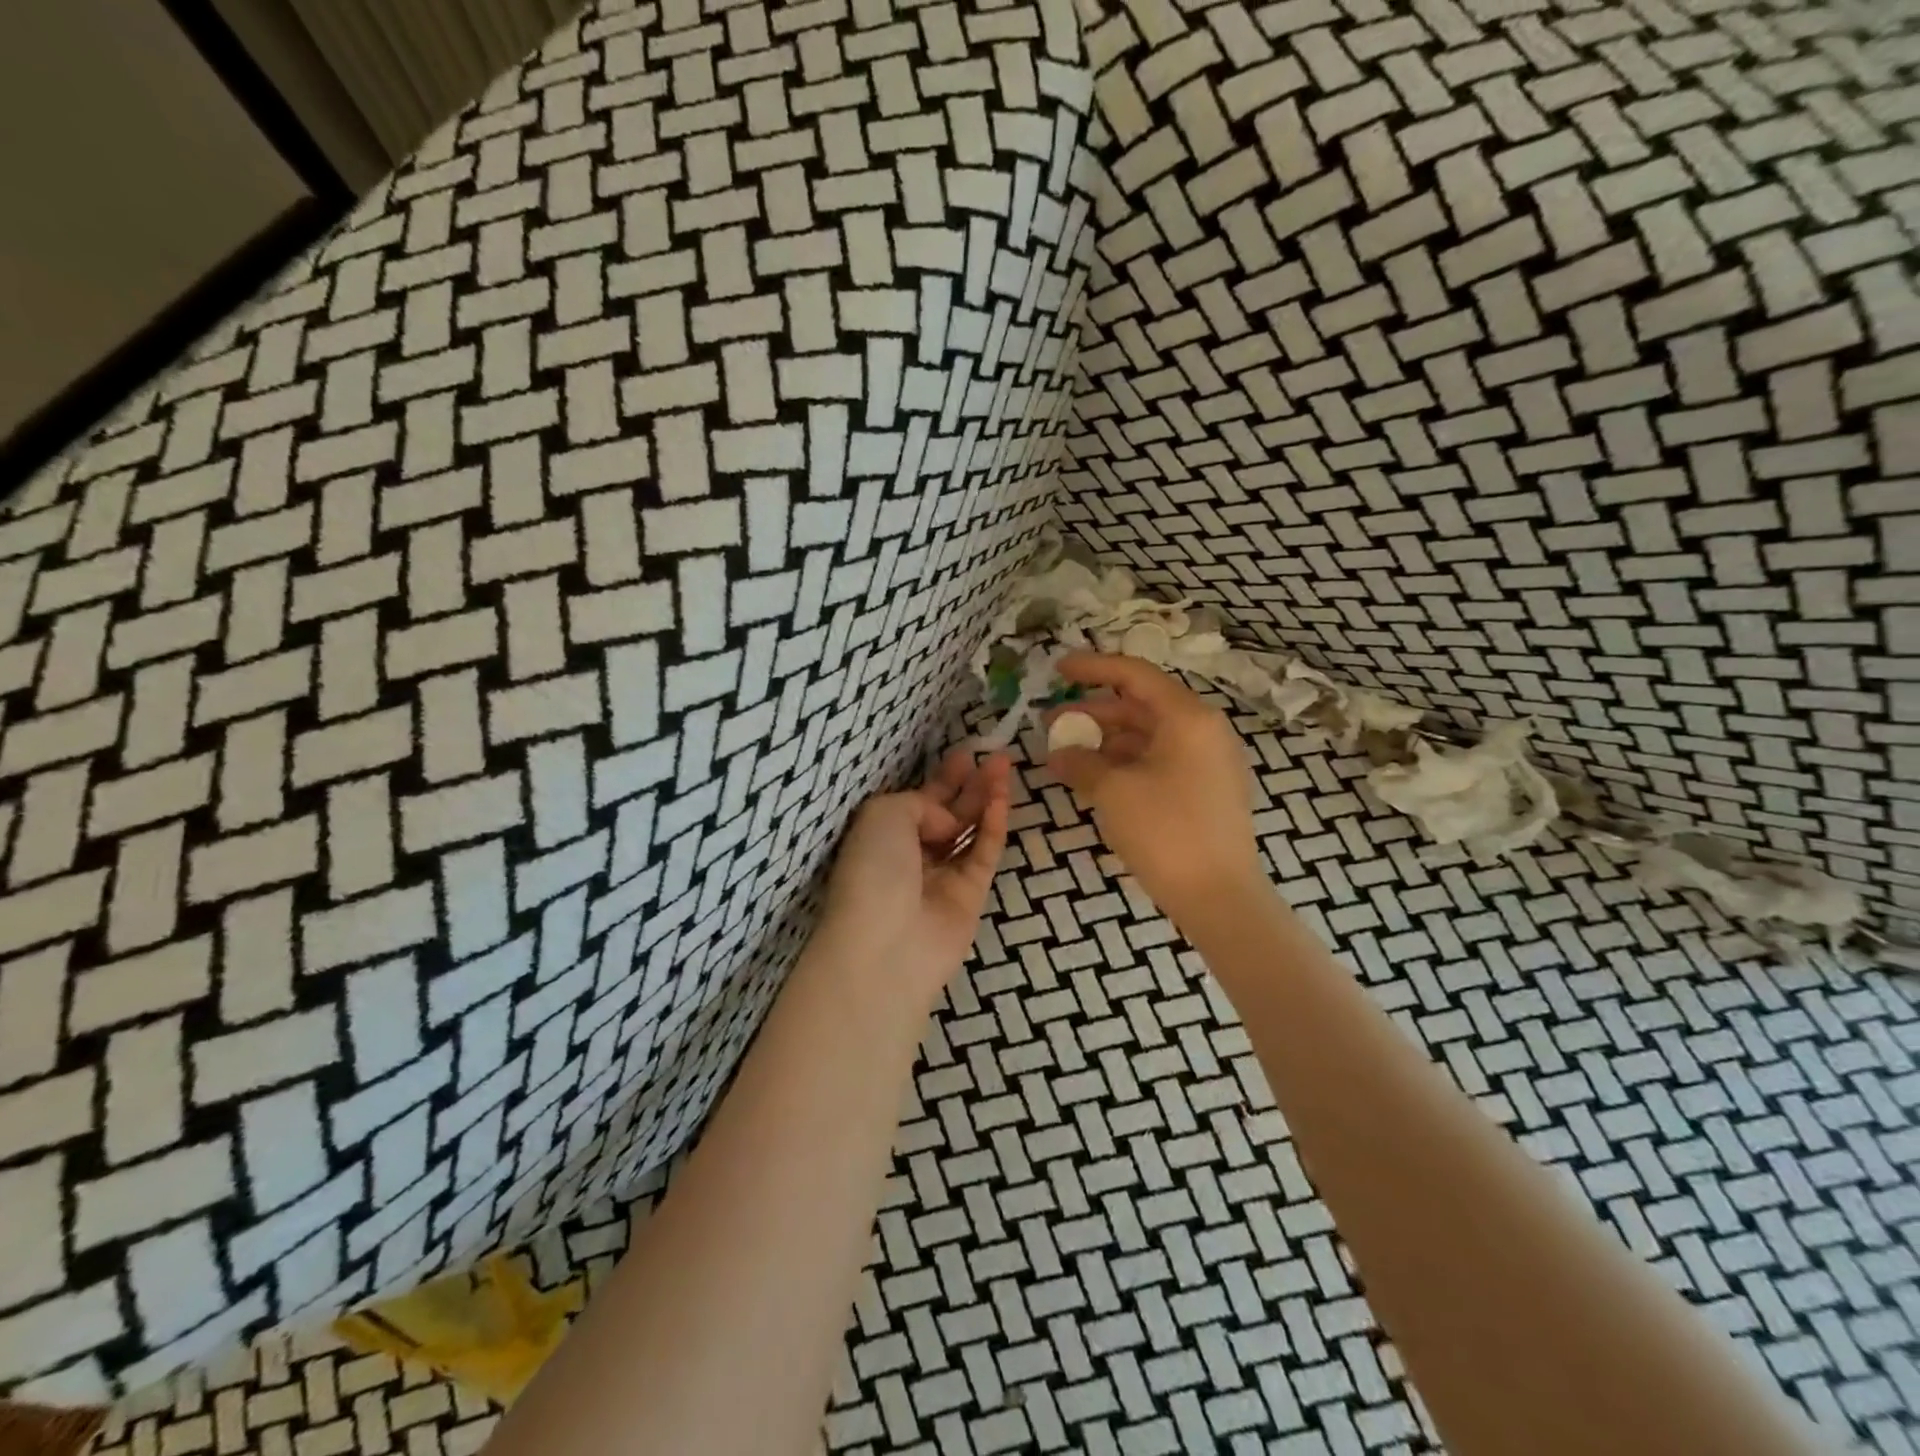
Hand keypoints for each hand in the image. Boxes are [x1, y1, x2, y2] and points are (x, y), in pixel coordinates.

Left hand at [820, 748, 1011, 1003]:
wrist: (885, 946)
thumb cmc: (873, 871)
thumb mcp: (884, 814)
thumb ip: (921, 803)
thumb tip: (948, 824)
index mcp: (884, 835)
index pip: (919, 801)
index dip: (943, 779)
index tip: (966, 755)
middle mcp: (913, 854)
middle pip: (949, 813)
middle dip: (971, 784)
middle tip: (997, 757)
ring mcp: (943, 876)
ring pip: (970, 830)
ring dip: (987, 799)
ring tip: (1005, 767)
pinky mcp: (970, 896)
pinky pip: (984, 853)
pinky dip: (993, 826)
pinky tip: (1002, 800)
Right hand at [1045, 652, 1262, 920]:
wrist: (1219, 897)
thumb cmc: (1166, 831)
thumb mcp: (1114, 790)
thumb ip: (1080, 762)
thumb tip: (1058, 754)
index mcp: (1188, 717)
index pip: (1135, 675)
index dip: (1093, 668)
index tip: (1057, 669)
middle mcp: (1203, 731)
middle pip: (1140, 706)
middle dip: (1092, 713)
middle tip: (1050, 723)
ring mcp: (1207, 762)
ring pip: (1147, 737)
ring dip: (1105, 742)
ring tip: (1065, 755)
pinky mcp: (1204, 790)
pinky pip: (1158, 762)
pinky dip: (1124, 764)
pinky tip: (1093, 779)